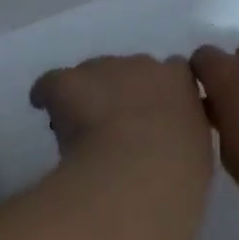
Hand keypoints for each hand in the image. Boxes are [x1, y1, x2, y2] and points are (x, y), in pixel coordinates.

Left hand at [30, 54, 213, 175]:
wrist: (139, 173)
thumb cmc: (177, 173)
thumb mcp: (196, 153)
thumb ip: (183, 137)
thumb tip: (167, 145)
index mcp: (180, 82)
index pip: (171, 73)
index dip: (156, 95)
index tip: (150, 118)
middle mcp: (143, 65)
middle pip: (128, 71)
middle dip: (121, 92)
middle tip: (114, 127)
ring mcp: (104, 69)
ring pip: (90, 75)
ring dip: (87, 94)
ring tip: (79, 126)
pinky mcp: (68, 81)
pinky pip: (51, 83)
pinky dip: (46, 95)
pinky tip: (42, 108)